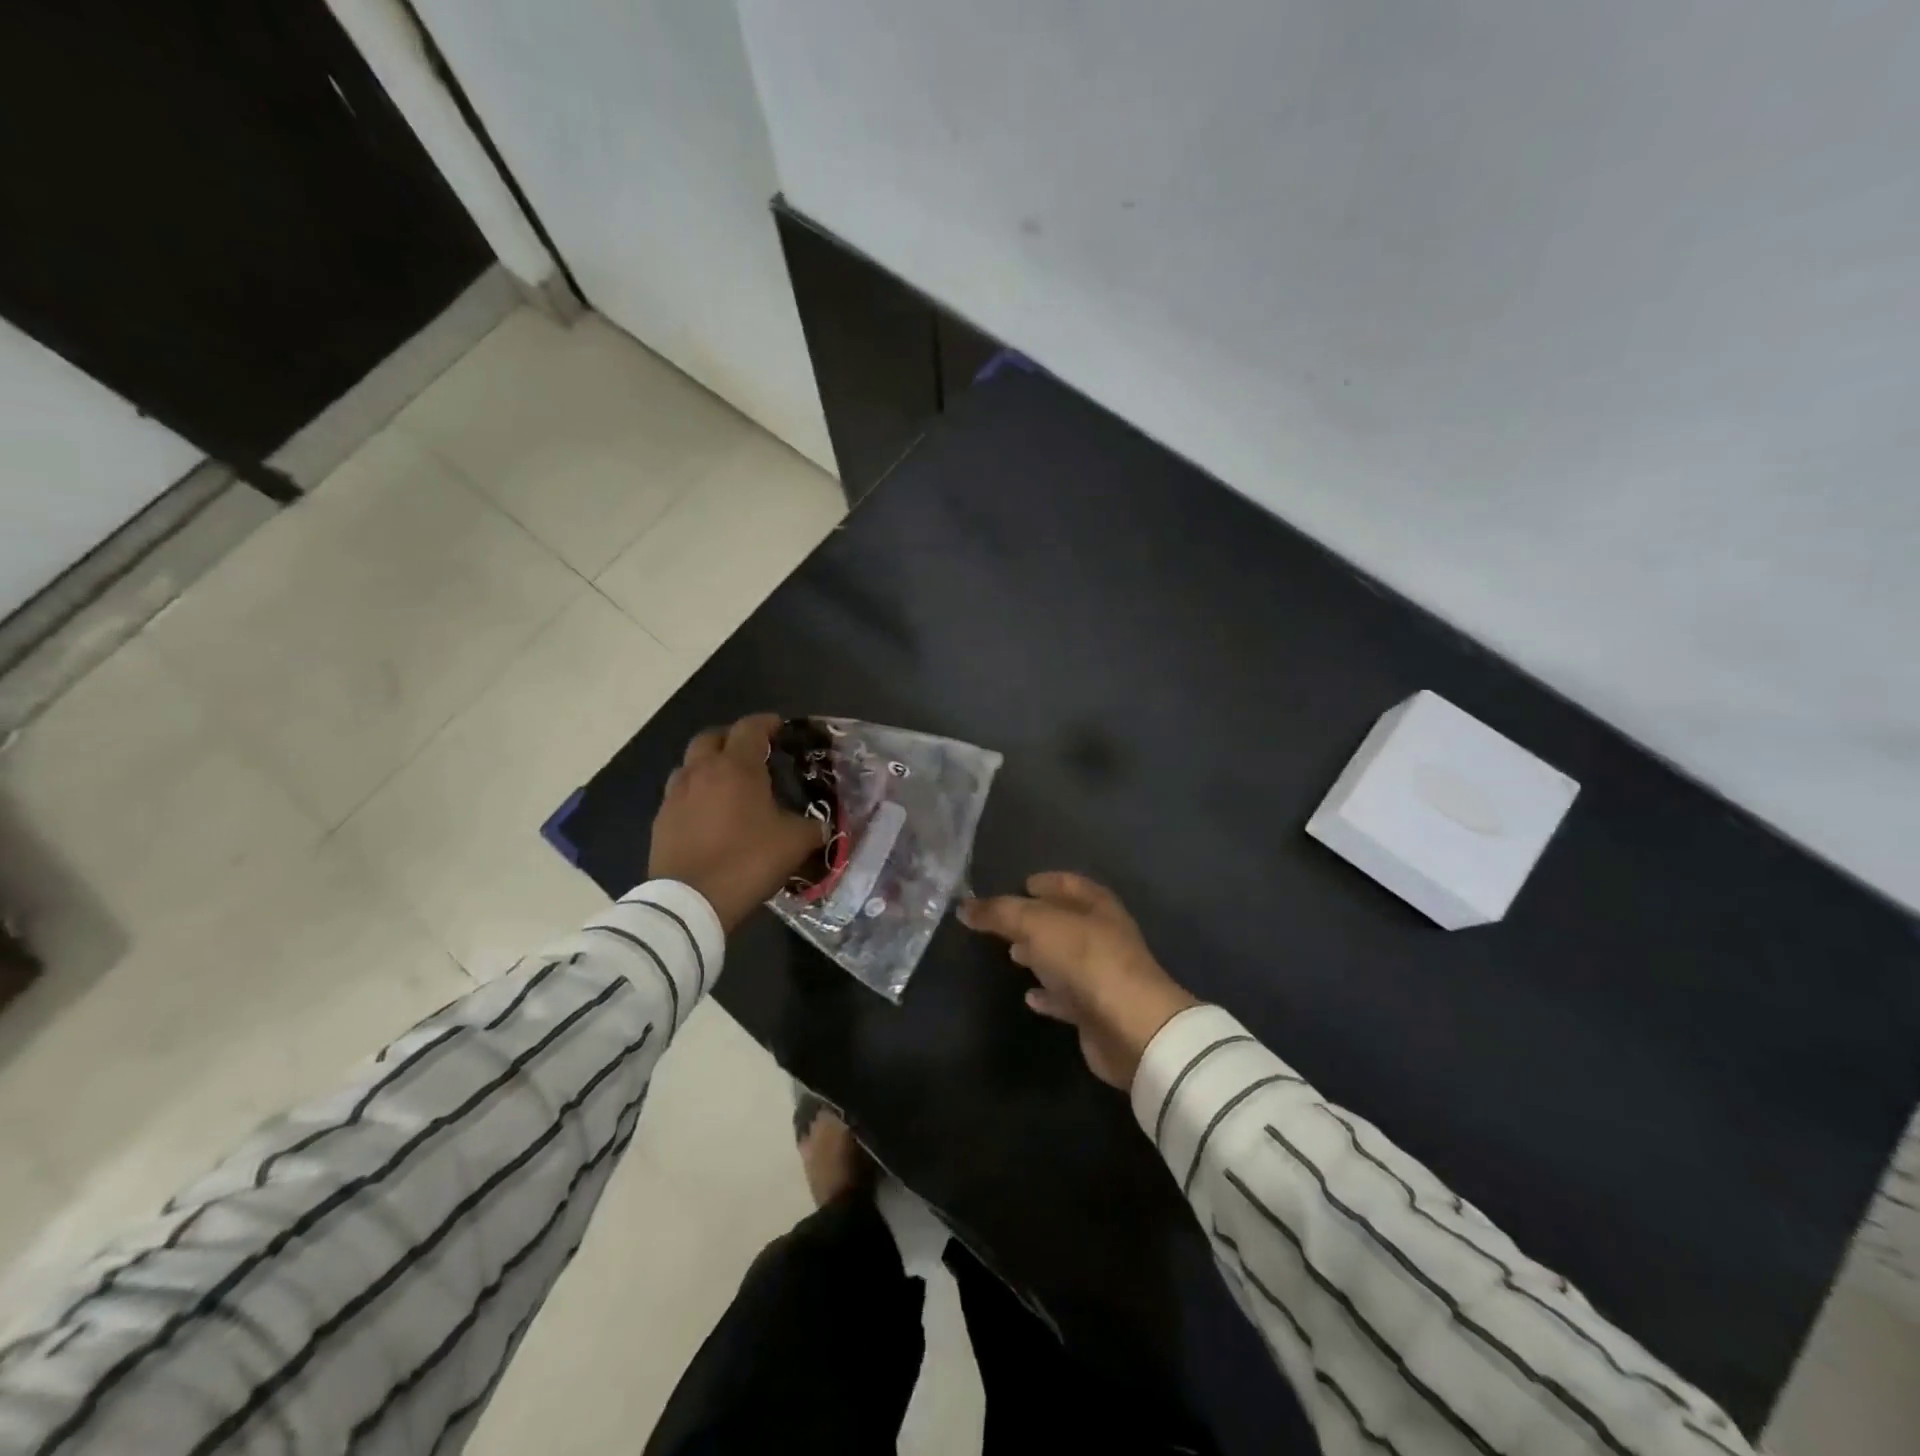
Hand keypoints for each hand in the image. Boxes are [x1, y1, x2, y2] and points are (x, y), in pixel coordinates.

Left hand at [649, 713, 823, 932]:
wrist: (691, 901)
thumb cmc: (748, 860)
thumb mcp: (795, 843)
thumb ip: (812, 826)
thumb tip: (821, 825)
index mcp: (736, 767)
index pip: (751, 728)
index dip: (767, 723)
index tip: (780, 728)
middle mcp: (701, 771)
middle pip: (712, 737)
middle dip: (732, 739)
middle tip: (752, 753)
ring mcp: (675, 795)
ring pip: (691, 764)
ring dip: (709, 766)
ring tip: (728, 784)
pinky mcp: (661, 820)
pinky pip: (680, 795)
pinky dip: (696, 795)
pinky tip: (709, 815)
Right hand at [960, 873, 1198, 1088]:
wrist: (1129, 1026)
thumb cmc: (1085, 959)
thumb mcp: (1036, 924)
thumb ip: (1000, 913)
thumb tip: (964, 906)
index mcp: (1096, 905)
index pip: (1068, 883)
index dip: (1046, 881)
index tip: (1020, 884)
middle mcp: (1102, 935)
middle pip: (1066, 921)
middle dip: (1037, 919)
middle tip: (1005, 922)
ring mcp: (1101, 974)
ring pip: (1065, 958)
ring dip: (1040, 955)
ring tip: (1012, 954)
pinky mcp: (1095, 1010)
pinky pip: (1065, 996)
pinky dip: (1047, 994)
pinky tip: (1028, 997)